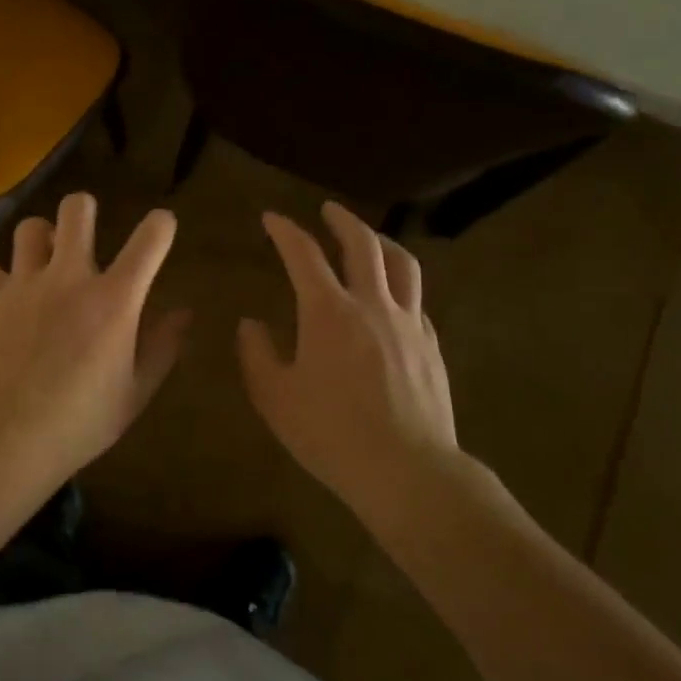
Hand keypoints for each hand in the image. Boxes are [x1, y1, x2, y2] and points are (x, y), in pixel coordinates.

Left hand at [0, 192, 189, 485]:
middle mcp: (70, 278)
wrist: (7, 438)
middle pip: (77, 209)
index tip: (162, 227)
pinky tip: (4, 300)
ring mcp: (24, 284)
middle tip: (84, 234)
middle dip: (84, 210)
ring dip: (41, 240)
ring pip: (29, 228)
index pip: (150, 239)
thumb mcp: (135, 392)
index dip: (161, 225)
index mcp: (115, 299)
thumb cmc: (82, 421)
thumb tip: (184, 313)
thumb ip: (162, 347)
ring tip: (43, 264)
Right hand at [238, 202, 468, 521]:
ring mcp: (408, 323)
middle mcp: (372, 304)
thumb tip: (250, 324)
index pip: (304, 254)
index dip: (286, 231)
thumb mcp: (275, 397)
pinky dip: (401, 285)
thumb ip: (257, 355)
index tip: (271, 218)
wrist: (407, 470)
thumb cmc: (331, 433)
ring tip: (370, 238)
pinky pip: (417, 301)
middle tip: (327, 210)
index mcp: (328, 311)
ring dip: (382, 242)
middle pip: (362, 245)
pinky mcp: (430, 346)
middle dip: (342, 220)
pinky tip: (394, 297)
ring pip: (402, 265)